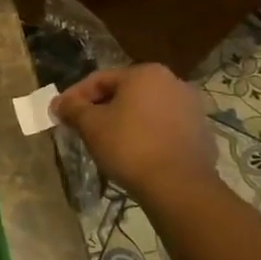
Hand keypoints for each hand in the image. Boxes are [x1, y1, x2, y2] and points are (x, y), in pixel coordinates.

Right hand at [51, 64, 220, 205]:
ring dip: (123, 121)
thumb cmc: (129, 146)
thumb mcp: (90, 125)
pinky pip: (163, 127)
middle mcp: (172, 82)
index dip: (75, 96)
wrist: (179, 186)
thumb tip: (59, 103)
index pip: (100, 79)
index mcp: (145, 73)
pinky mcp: (201, 133)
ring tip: (105, 141)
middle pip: (124, 92)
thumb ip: (72, 109)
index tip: (60, 113)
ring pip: (145, 110)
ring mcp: (191, 108)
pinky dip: (145, 134)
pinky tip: (133, 153)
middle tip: (81, 126)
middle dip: (100, 108)